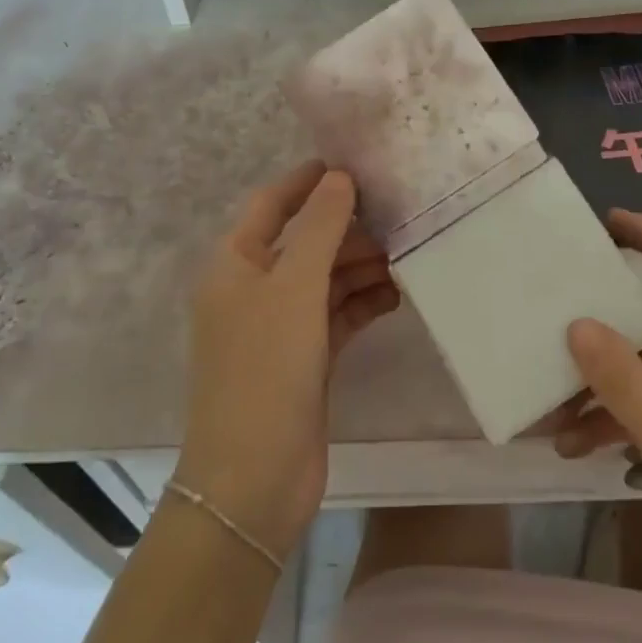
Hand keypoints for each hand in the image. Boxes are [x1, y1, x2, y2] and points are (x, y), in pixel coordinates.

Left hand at [173, 162, 400, 559]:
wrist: (254, 479)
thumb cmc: (266, 368)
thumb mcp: (294, 287)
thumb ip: (320, 227)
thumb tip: (339, 177)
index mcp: (235, 264)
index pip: (271, 204)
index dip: (306, 181)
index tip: (349, 164)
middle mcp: (253, 289)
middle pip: (304, 242)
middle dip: (347, 229)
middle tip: (398, 215)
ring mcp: (279, 327)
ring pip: (324, 279)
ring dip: (361, 266)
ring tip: (406, 253)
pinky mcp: (304, 359)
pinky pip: (337, 316)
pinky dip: (363, 302)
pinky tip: (396, 295)